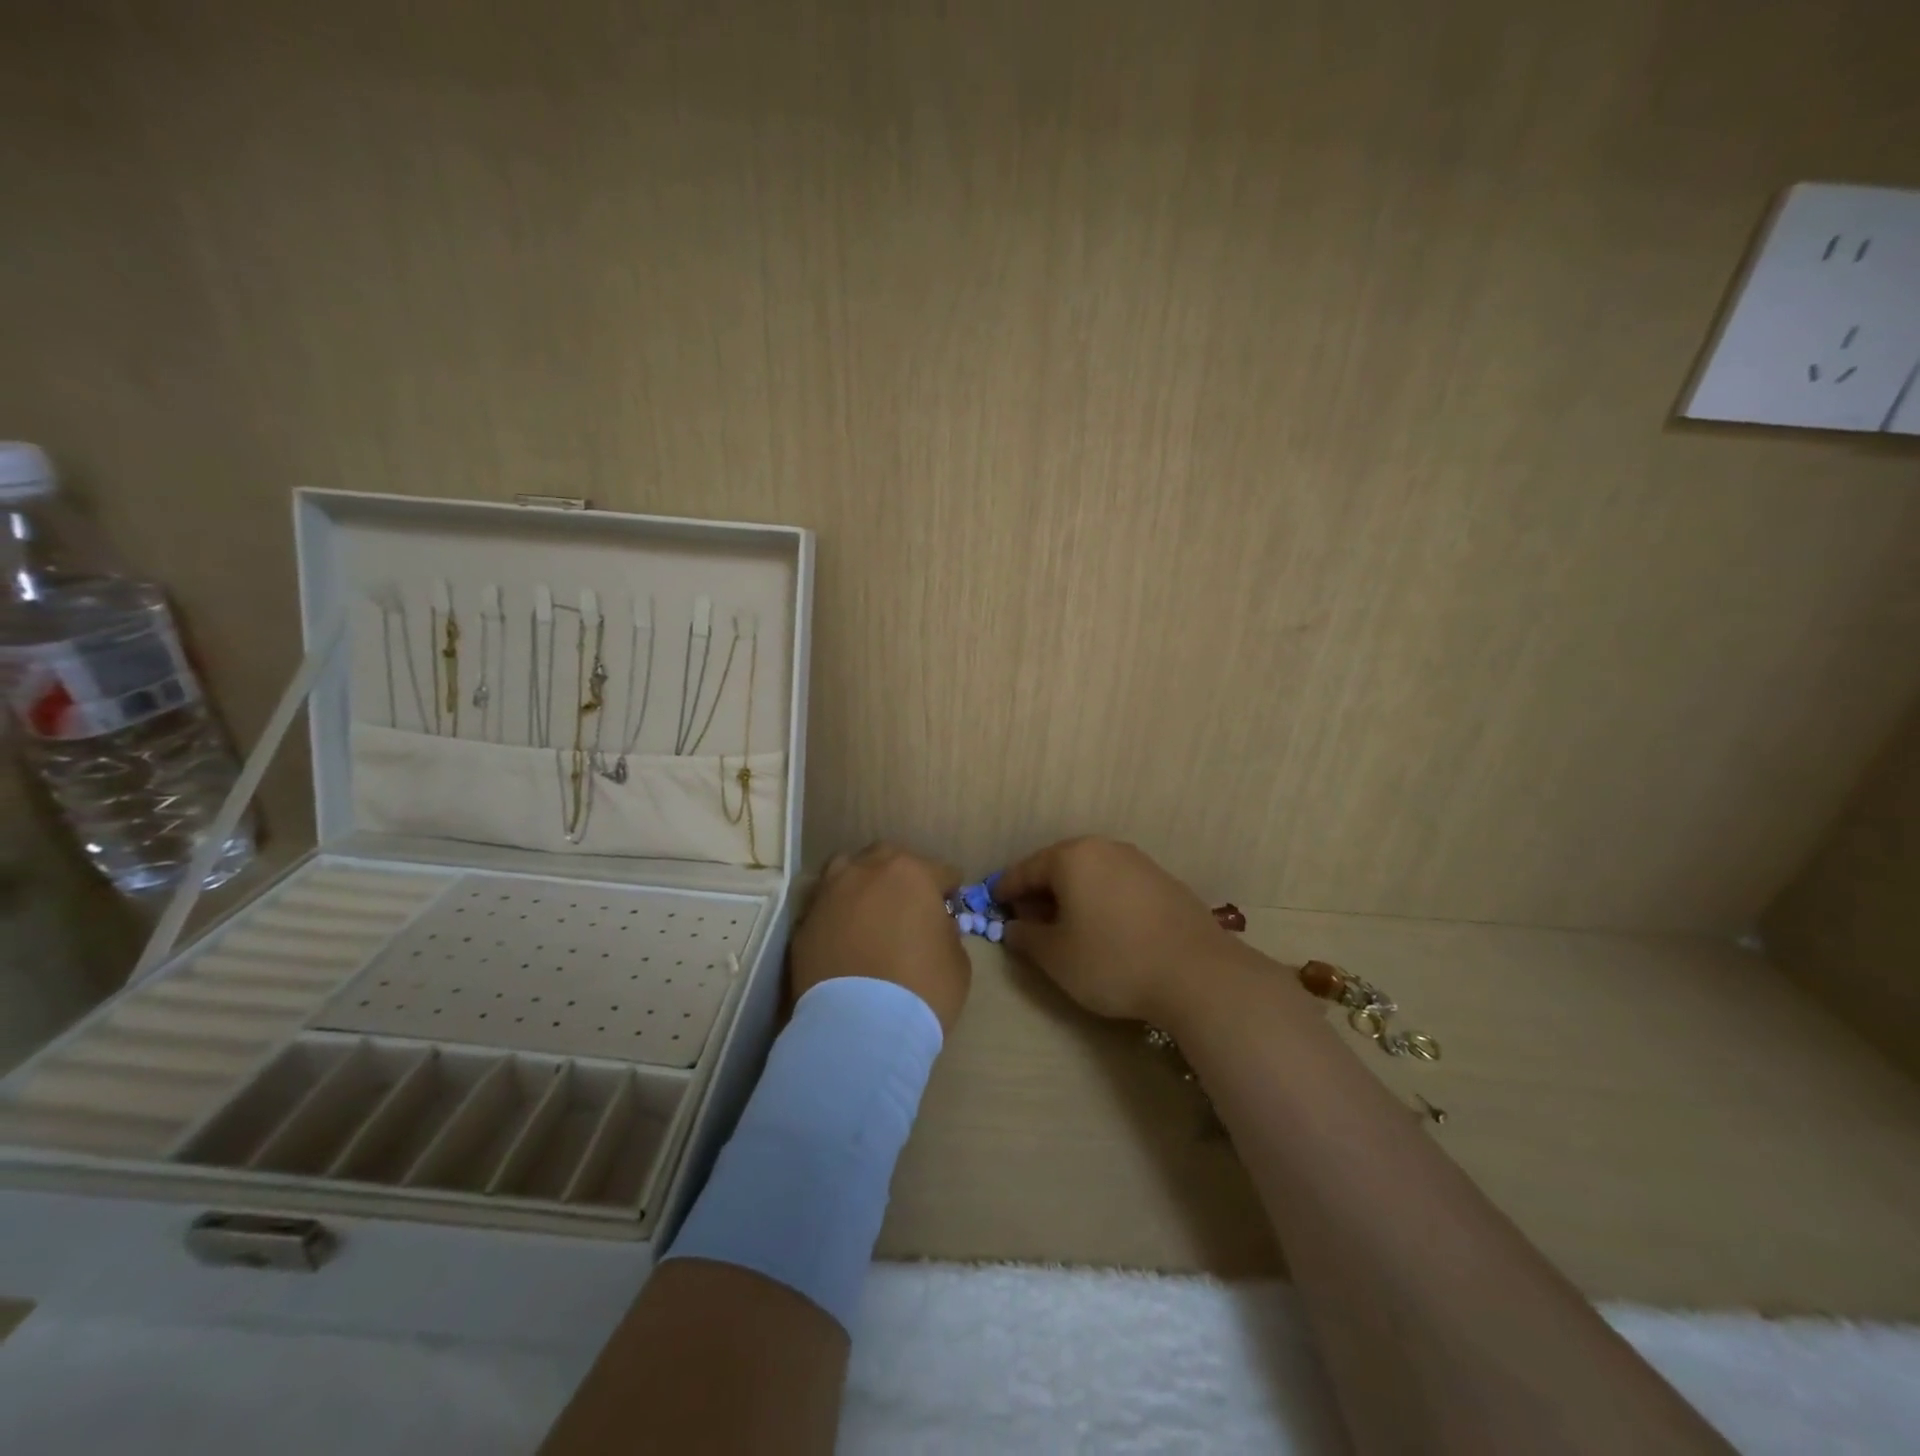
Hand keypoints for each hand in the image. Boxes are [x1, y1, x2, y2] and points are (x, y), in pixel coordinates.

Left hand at [790, 843, 970, 1034]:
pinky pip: (826, 907)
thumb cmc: (922, 989)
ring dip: (861, 884)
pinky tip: (845, 937)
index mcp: (912, 873)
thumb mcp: (957, 961)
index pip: (941, 871)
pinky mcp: (804, 922)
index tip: (949, 909)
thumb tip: (934, 926)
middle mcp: (867, 871)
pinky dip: (838, 915)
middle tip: (908, 905)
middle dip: (901, 876)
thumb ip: (946, 932)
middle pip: (888, 859)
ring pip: (847, 871)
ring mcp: (830, 893)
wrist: (860, 1027)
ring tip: (869, 912)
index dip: (948, 891)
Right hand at [997, 837, 1253, 1024]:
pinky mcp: (1164, 883)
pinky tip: (1104, 929)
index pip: (1026, 869)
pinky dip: (1100, 901)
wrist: (1197, 974)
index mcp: (1073, 857)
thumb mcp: (1056, 956)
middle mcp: (1105, 849)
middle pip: (1060, 867)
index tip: (992, 905)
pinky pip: (1117, 886)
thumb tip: (1014, 928)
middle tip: (1027, 921)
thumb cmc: (1113, 960)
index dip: (1006, 890)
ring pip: (1091, 875)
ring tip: (1065, 928)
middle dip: (1040, 893)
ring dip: (1072, 897)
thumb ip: (1026, 937)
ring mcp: (1139, 863)